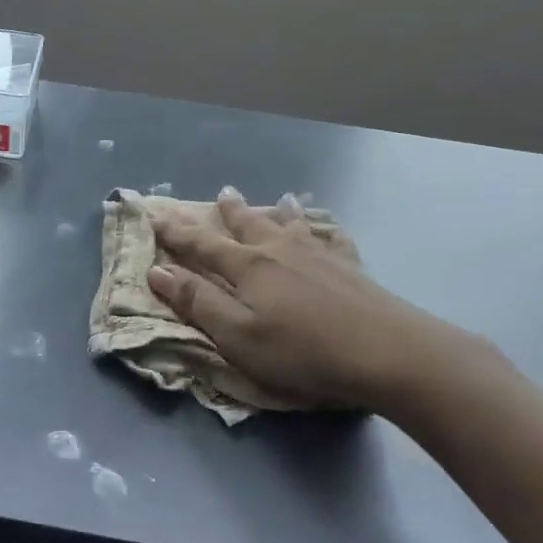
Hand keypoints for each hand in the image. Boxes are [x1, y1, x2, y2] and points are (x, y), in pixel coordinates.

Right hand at [147, 188, 506, 415]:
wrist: (387, 351)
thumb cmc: (302, 351)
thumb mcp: (237, 336)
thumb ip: (198, 302)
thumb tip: (158, 269)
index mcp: (247, 267)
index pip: (201, 245)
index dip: (176, 232)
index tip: (156, 214)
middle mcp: (279, 251)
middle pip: (248, 225)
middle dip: (230, 211)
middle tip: (223, 191)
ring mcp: (318, 255)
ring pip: (290, 226)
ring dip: (277, 212)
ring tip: (277, 199)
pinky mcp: (351, 268)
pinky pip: (333, 240)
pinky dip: (325, 231)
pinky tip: (330, 230)